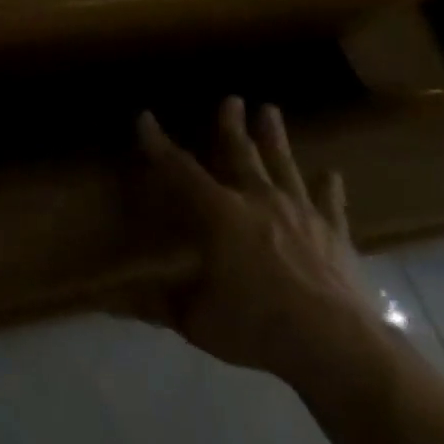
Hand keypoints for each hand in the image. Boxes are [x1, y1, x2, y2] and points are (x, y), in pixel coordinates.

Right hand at [137, 97, 380, 388]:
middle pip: (240, 153)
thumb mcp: (195, 320)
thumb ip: (156, 304)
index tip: (144, 117)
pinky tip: (332, 174)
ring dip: (274, 137)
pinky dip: (330, 188)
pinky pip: (330, 204)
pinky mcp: (333, 234)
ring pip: (283, 165)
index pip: (179, 170)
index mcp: (218, 214)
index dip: (158, 143)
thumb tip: (108, 304)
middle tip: (231, 98)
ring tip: (270, 110)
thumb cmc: (256, 325)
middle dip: (230, 125)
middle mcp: (257, 200)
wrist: (336, 345)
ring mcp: (300, 214)